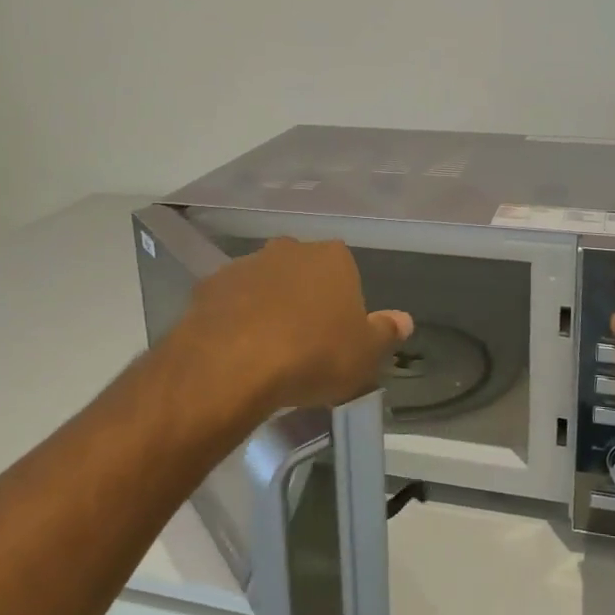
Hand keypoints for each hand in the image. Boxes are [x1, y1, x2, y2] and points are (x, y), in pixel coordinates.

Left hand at [174, 237, 412, 428]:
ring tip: (267, 352)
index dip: (343, 304)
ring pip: (264, 284)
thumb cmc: (314, 355)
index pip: (345, 272)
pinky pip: (230, 301)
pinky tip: (236, 351)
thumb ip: (385, 333)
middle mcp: (289, 250)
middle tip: (304, 343)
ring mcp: (246, 264)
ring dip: (267, 307)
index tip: (338, 336)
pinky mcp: (209, 286)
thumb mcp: (365, 354)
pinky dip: (235, 319)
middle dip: (304, 299)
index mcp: (333, 257)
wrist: (233, 364)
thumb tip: (404, 320)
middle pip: (303, 273)